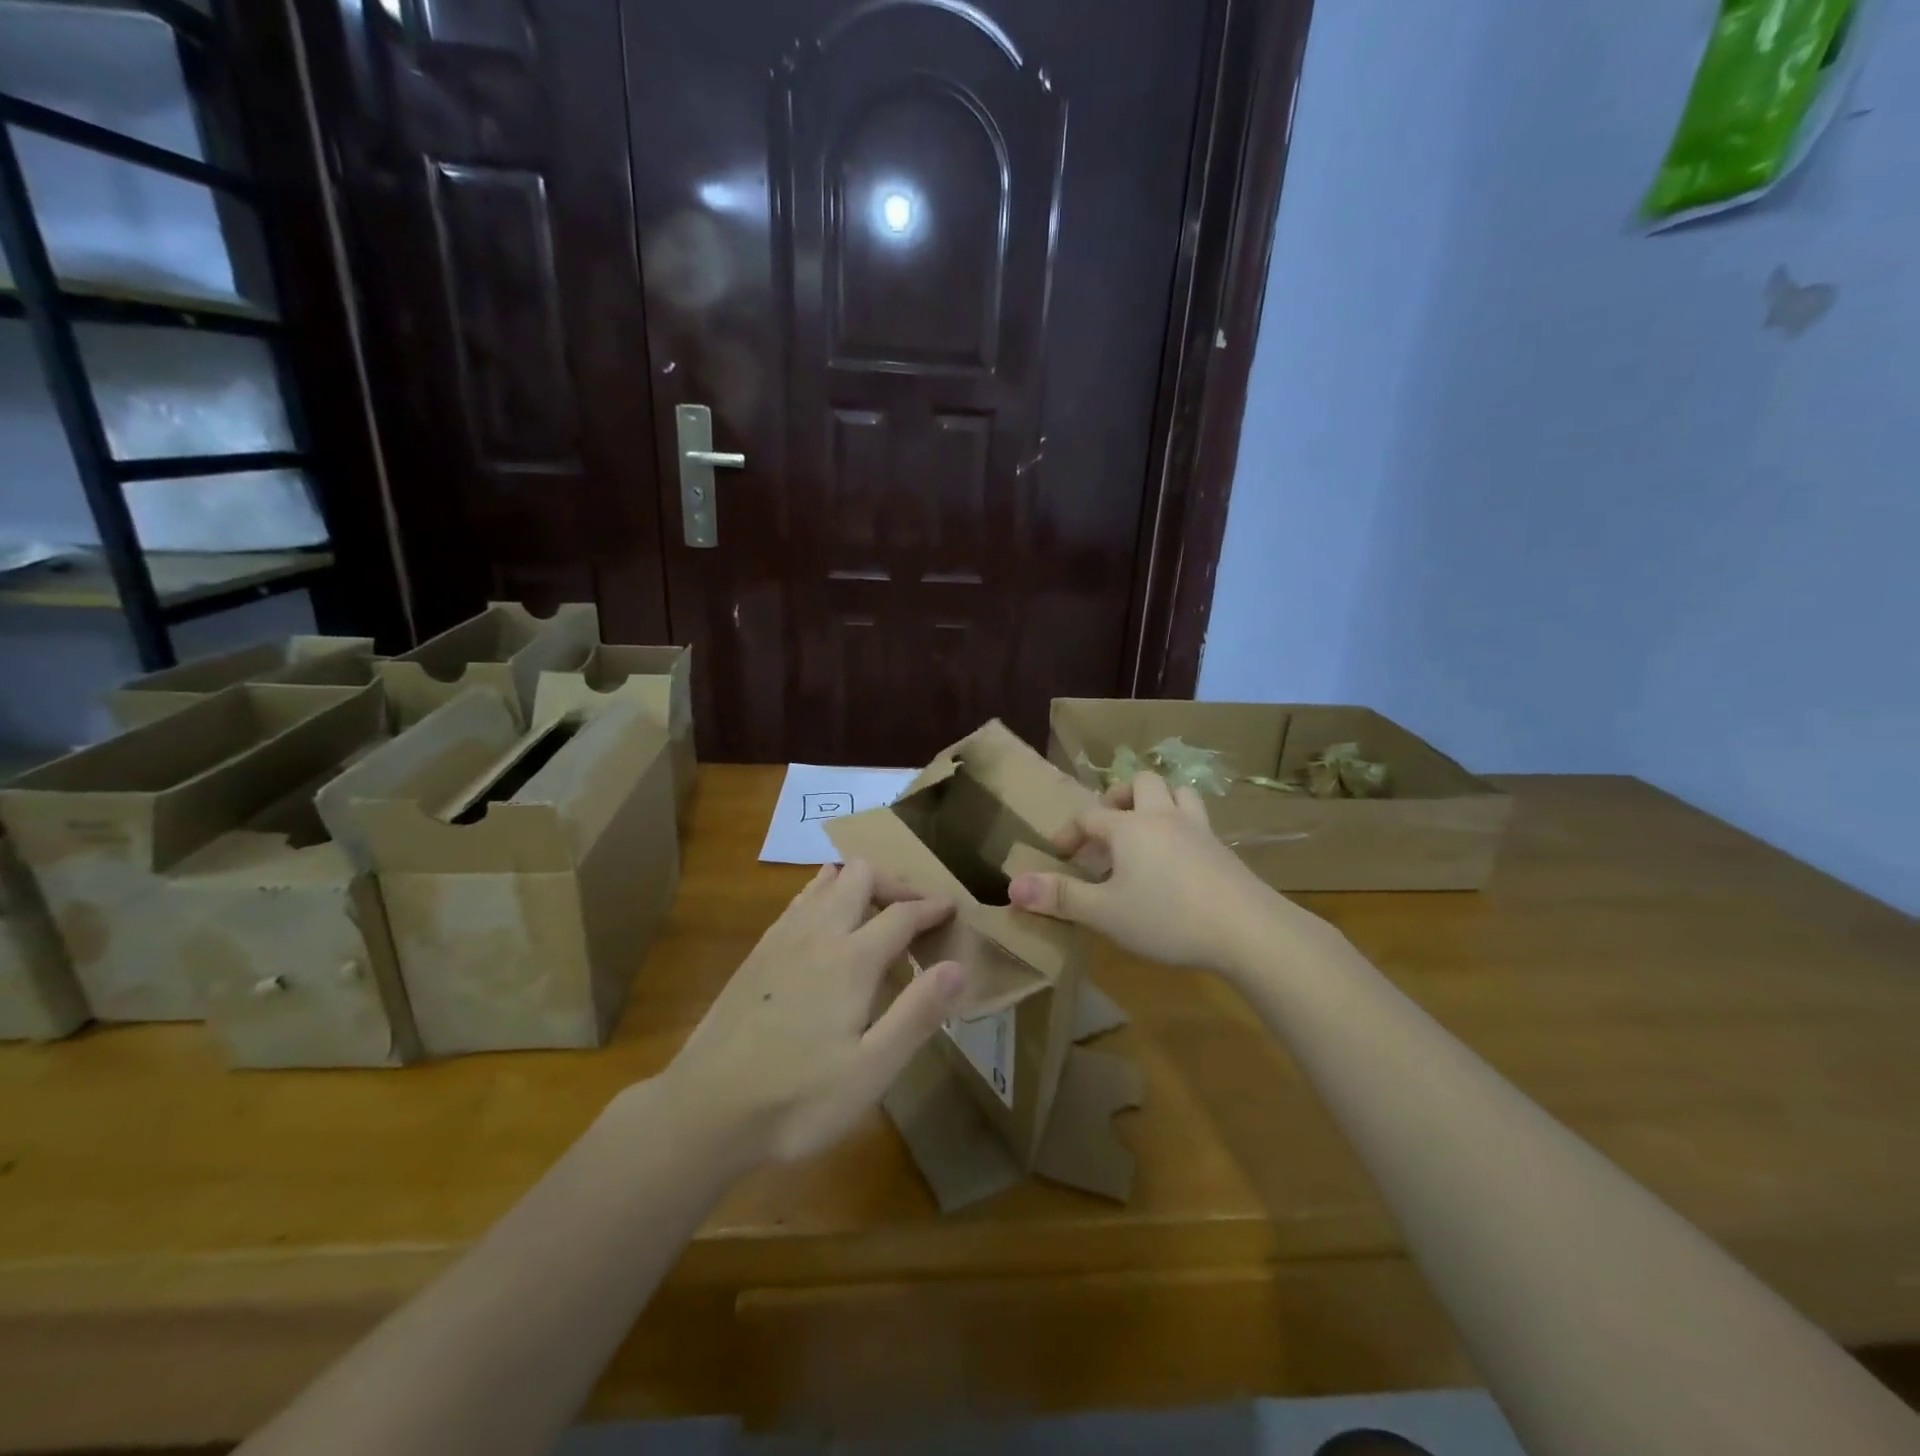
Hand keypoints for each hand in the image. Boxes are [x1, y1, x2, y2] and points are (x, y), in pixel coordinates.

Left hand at [661, 859, 964, 1167]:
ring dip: (859, 885)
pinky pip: (800, 901)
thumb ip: (917, 1014)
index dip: (932, 907)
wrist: (703, 1111)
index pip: (902, 913)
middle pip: (861, 874)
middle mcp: (817, 933)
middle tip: (915, 913)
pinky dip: (826, 897)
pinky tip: (829, 931)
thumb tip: (957, 967)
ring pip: (826, 880)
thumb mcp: (871, 1072)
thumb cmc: (797, 1099)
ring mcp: (782, 938)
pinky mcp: (758, 952)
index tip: (952, 908)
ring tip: (877, 913)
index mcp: (851, 959)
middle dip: (895, 883)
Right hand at [1008, 771, 1318, 974]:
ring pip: (1178, 793)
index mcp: (1129, 828)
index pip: (1089, 816)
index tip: (1059, 854)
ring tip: (1146, 829)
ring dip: (1158, 801)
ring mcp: (1199, 830)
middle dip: (1119, 798)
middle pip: (1141, 784)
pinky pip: (1199, 821)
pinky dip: (1183, 826)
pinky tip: (1180, 857)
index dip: (1070, 832)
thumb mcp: (1105, 913)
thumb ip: (1060, 897)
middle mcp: (1163, 817)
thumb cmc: (1167, 918)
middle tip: (1108, 827)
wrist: (1247, 930)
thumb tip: (1013, 885)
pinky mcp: (1224, 849)